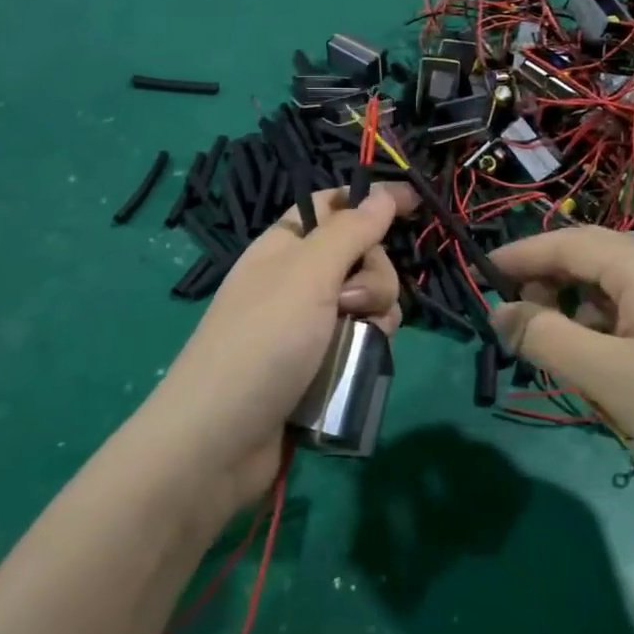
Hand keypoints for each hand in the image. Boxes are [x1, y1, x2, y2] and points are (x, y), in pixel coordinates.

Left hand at [139, 183, 417, 521]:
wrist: (219, 441)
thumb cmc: (262, 342)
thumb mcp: (307, 274)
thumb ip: (351, 231)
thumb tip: (384, 192)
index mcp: (285, 246)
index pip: (334, 206)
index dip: (372, 201)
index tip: (415, 205)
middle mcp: (297, 280)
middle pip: (361, 256)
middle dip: (374, 275)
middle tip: (352, 302)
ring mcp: (308, 325)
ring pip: (369, 302)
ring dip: (375, 315)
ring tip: (354, 341)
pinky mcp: (320, 365)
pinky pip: (361, 341)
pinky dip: (368, 348)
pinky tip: (360, 364)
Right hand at [490, 228, 633, 502]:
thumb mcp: (603, 373)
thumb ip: (544, 337)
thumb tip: (499, 312)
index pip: (565, 243)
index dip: (519, 255)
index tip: (481, 273)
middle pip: (587, 257)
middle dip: (545, 280)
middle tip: (516, 318)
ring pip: (608, 285)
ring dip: (574, 306)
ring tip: (556, 348)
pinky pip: (631, 308)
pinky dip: (601, 325)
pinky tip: (600, 363)